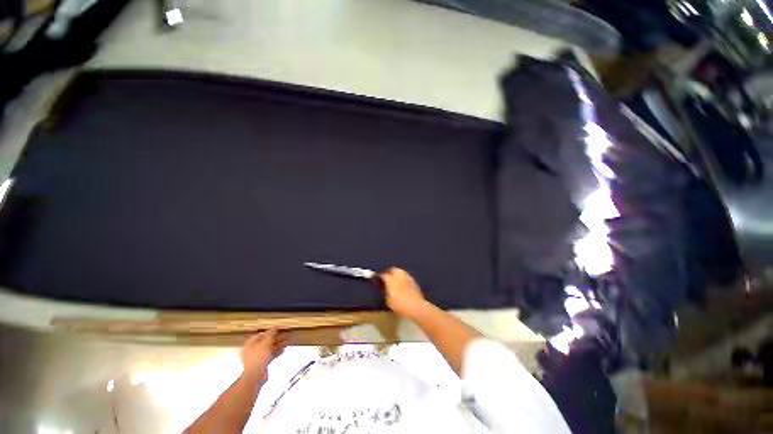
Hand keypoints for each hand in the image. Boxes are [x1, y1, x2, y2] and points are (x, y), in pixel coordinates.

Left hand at [240, 329, 285, 380]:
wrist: (255, 377)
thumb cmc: (258, 358)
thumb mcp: (266, 343)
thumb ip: (271, 335)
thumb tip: (274, 328)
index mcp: (249, 345)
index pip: (259, 335)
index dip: (269, 332)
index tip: (277, 330)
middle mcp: (252, 351)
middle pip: (265, 342)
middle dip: (275, 339)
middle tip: (284, 336)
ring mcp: (257, 358)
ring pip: (268, 349)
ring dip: (277, 345)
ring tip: (286, 342)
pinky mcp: (261, 364)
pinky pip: (270, 356)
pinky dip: (276, 352)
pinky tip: (283, 350)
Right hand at [380, 268, 427, 317]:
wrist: (416, 306)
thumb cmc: (400, 305)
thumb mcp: (388, 301)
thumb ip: (386, 293)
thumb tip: (386, 289)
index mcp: (391, 279)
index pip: (383, 275)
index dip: (380, 277)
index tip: (378, 279)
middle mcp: (399, 275)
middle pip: (393, 269)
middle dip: (389, 272)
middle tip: (387, 277)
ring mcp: (408, 277)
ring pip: (401, 272)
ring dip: (397, 274)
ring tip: (395, 280)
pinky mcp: (414, 281)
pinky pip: (406, 277)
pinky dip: (403, 279)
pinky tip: (403, 284)